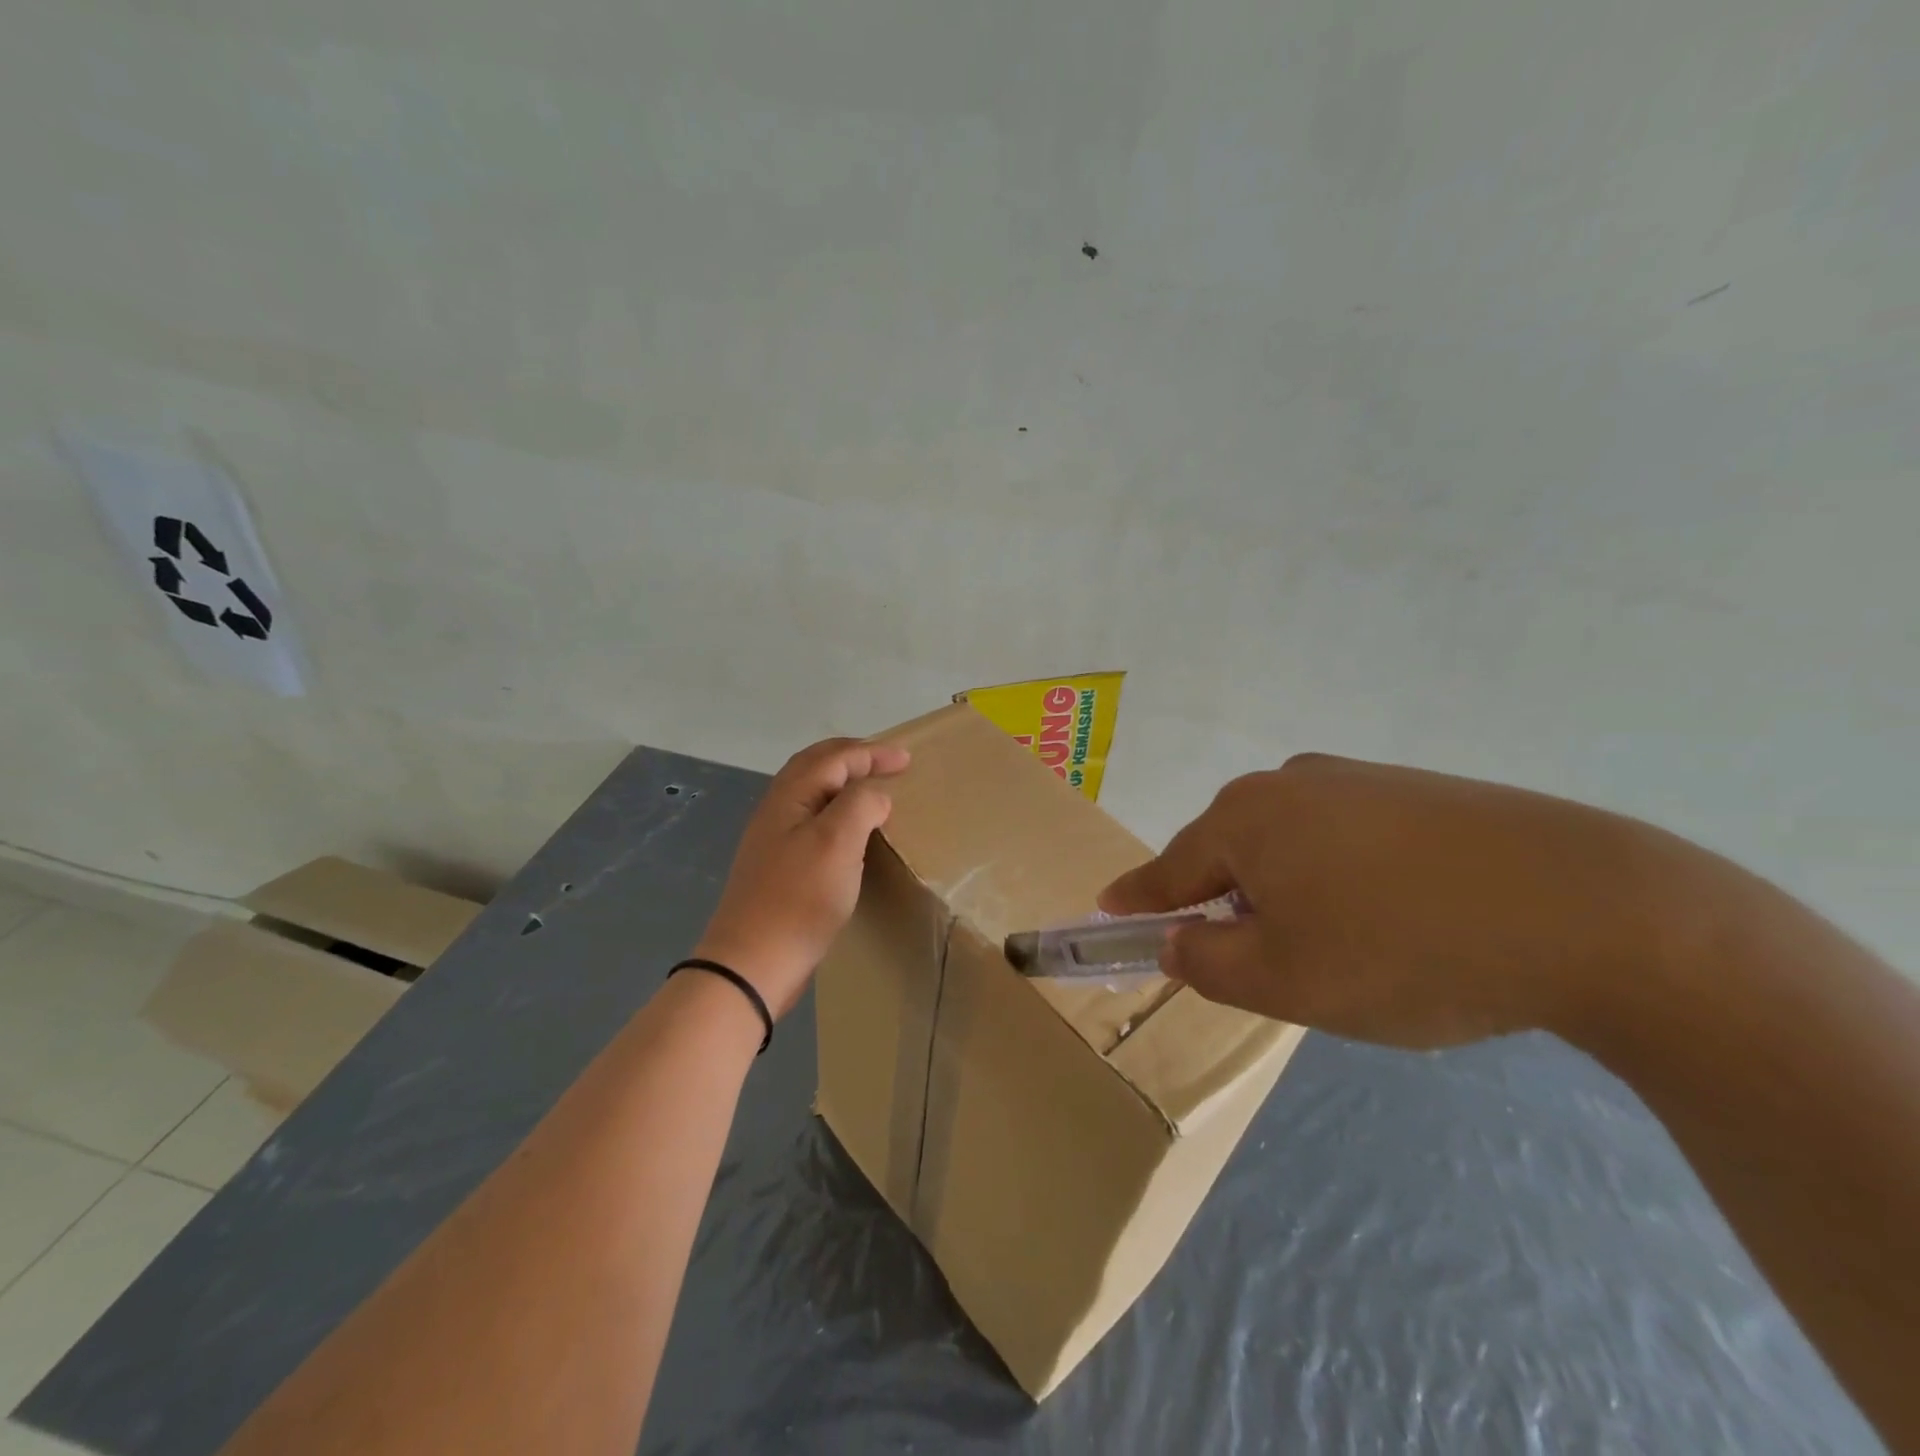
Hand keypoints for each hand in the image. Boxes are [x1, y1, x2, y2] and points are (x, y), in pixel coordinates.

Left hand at [693, 738, 909, 1017]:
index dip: (871, 753)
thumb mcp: (837, 842)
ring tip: (871, 789)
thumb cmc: (799, 898)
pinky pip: (812, 820)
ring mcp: (774, 839)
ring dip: (842, 781)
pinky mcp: (779, 866)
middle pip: (816, 766)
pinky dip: (836, 810)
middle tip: (887, 762)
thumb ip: (860, 804)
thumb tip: (875, 795)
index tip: (907, 759)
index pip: (834, 758)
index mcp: (790, 796)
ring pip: (811, 793)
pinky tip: (848, 832)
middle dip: (853, 757)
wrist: (753, 963)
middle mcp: (777, 810)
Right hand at [1099, 754, 1698, 1049]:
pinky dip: (1349, 881)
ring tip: (1352, 952)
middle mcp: (1291, 782)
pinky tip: (1403, 920)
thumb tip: (1180, 938)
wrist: (1591, 909)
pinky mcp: (1421, 792)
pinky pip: (1351, 840)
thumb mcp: (1286, 981)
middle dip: (1234, 907)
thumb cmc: (1403, 949)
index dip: (1137, 898)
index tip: (1106, 908)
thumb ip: (1209, 962)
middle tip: (1267, 967)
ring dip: (1297, 896)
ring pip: (1294, 847)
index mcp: (1246, 818)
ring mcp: (1360, 779)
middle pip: (1233, 853)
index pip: (1170, 868)